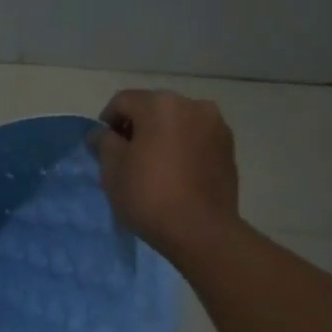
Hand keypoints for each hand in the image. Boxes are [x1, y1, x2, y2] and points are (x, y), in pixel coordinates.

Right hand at [94, 90, 241, 263]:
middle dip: (137, 127)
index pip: (122, 101)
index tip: (102, 148)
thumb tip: (102, 133)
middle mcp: (192, 105)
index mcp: (160, 104)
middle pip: (153, 108)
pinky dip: (183, 148)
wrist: (201, 230)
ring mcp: (216, 126)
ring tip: (154, 167)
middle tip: (126, 158)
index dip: (106, 122)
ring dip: (162, 137)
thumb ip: (104, 143)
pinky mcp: (229, 148)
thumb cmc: (149, 195)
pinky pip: (197, 139)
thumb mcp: (112, 169)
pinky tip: (176, 174)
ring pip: (178, 123)